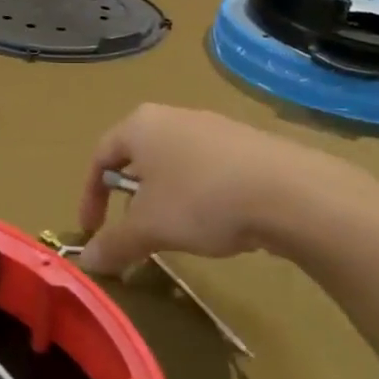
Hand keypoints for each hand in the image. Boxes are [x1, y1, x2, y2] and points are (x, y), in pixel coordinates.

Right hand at [76, 104, 378, 275]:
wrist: (291, 193)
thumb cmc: (201, 200)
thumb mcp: (148, 228)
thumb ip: (113, 244)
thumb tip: (87, 262)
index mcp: (140, 125)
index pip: (99, 157)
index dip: (89, 197)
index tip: (92, 232)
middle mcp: (173, 116)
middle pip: (137, 158)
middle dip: (129, 198)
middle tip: (132, 230)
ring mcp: (214, 126)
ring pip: (174, 164)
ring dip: (164, 198)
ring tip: (174, 231)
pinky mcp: (248, 144)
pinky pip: (208, 169)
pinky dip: (199, 196)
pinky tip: (216, 223)